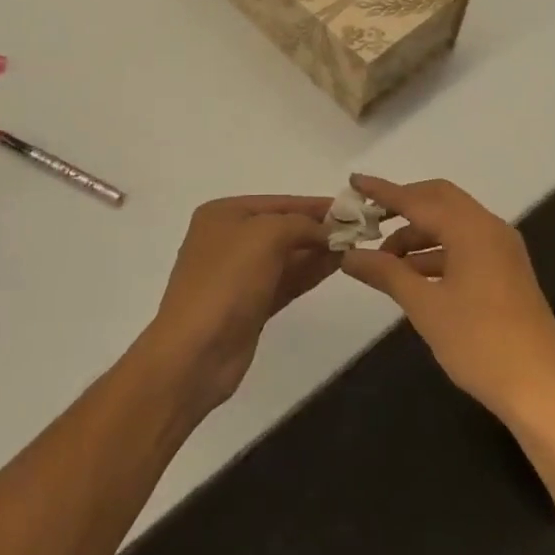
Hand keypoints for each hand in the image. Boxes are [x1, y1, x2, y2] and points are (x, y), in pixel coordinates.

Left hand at [139, 195, 336, 417]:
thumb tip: (327, 230)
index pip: (278, 202)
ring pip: (286, 256)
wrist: (195, 353)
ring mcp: (238, 275)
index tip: (351, 207)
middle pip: (282, 227)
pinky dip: (309, 272)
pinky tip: (336, 266)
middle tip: (358, 229)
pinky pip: (285, 280)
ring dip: (318, 250)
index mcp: (223, 214)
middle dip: (317, 228)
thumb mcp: (266, 236)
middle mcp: (229, 239)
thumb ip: (300, 224)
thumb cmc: (227, 281)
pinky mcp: (250, 305)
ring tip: (355, 246)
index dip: (314, 204)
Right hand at [338, 175, 554, 426]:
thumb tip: (349, 254)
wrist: (541, 390)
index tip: (355, 181)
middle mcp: (489, 228)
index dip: (383, 191)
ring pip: (452, 224)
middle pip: (439, 200)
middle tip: (370, 219)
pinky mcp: (507, 271)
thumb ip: (386, 273)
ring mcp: (502, 249)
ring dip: (419, 233)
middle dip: (403, 206)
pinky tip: (414, 275)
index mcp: (471, 229)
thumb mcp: (425, 307)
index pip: (418, 199)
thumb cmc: (480, 343)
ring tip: (386, 260)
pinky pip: (465, 244)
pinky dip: (437, 251)